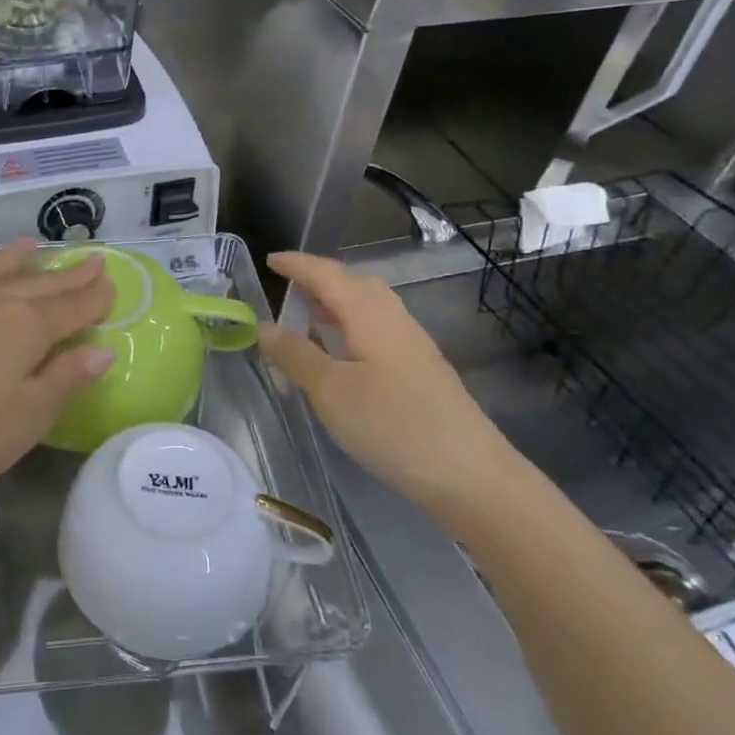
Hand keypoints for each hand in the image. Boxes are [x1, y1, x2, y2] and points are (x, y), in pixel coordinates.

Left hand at [0, 242, 115, 502]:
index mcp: (24, 330)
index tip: (111, 283)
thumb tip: (102, 351)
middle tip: (90, 261)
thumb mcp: (28, 417)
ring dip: (11, 260)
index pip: (71, 310)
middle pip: (35, 287)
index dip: (94, 298)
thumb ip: (65, 380)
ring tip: (31, 244)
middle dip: (66, 276)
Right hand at [258, 251, 529, 523]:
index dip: (297, 265)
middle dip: (319, 280)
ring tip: (308, 318)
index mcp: (369, 314)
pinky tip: (342, 355)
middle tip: (287, 288)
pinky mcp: (422, 370)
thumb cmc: (392, 425)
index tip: (270, 260)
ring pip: (370, 307)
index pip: (327, 275)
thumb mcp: (330, 391)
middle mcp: (394, 319)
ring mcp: (413, 345)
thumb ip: (295, 355)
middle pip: (354, 284)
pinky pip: (378, 330)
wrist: (470, 475)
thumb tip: (264, 327)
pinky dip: (351, 327)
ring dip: (337, 304)